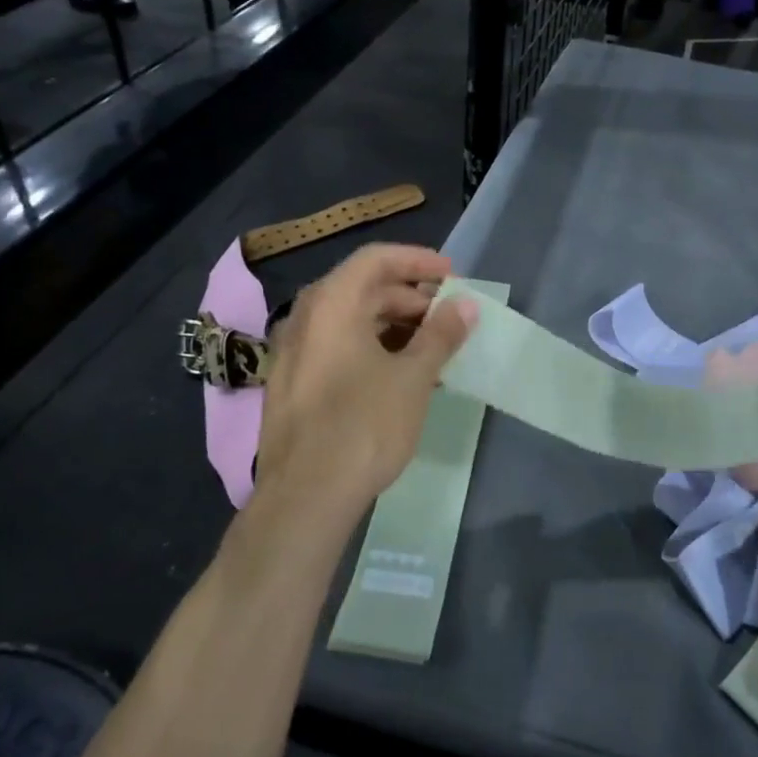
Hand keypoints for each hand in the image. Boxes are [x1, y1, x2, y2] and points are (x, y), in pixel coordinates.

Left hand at [254, 244, 476, 519]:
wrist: (305, 497)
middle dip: (409, 297)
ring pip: (348, 321)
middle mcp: (305, 319)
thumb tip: (466, 305)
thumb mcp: (413, 377)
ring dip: (392, 325)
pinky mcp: (291, 385)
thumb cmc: (364, 426)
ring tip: (431, 348)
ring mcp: (293, 353)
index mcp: (331, 305)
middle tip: (447, 316)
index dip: (417, 261)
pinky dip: (370, 348)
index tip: (452, 276)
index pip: (375, 259)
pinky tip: (399, 376)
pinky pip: (336, 348)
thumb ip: (441, 334)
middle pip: (361, 288)